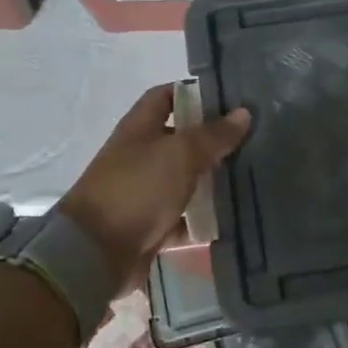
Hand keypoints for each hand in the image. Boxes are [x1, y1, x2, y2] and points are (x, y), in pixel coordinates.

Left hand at [58, 85, 251, 285]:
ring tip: (250, 178)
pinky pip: (182, 218)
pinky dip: (202, 219)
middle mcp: (140, 155)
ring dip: (211, 181)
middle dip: (212, 141)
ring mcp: (143, 192)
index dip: (193, 93)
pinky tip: (232, 217)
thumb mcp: (180, 154)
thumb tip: (244, 113)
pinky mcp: (149, 225)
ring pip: (184, 179)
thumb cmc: (137, 189)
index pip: (165, 96)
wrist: (95, 253)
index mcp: (140, 128)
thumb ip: (213, 135)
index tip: (228, 101)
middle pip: (179, 140)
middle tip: (251, 142)